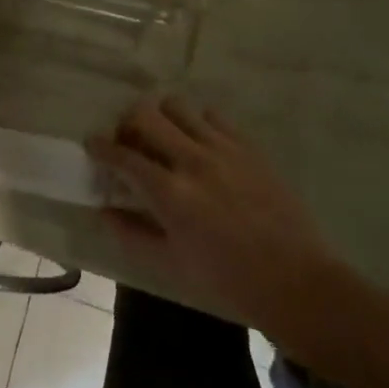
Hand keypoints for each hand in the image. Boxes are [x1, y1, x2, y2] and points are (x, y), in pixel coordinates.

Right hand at [88, 97, 337, 334]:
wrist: (296, 281)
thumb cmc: (228, 281)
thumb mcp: (172, 265)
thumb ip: (133, 234)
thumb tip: (104, 211)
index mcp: (170, 193)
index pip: (123, 156)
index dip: (101, 147)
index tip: (92, 144)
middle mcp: (192, 160)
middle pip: (146, 114)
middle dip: (127, 123)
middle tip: (128, 141)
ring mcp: (223, 148)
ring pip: (177, 107)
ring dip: (162, 118)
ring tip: (164, 139)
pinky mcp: (248, 146)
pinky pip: (213, 116)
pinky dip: (197, 124)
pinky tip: (200, 145)